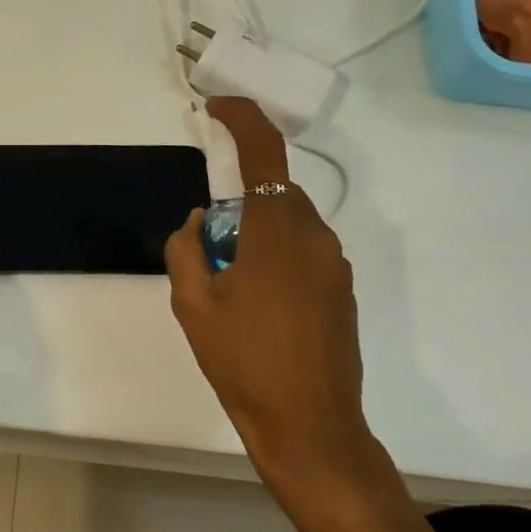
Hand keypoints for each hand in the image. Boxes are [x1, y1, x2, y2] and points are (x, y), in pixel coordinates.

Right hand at [163, 98, 403, 521]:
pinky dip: (275, 262)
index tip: (215, 108)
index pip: (264, 152)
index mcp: (277, 230)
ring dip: (256, 239)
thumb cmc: (242, 360)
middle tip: (207, 256)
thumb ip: (187, 249)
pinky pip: (302, 255)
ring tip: (231, 294)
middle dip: (237, 208)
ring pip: (288, 227)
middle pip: (273, 194)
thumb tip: (201, 223)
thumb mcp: (192, 303)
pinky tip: (259, 312)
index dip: (241, 118)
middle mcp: (315, 236)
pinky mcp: (343, 292)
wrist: (308, 424)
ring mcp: (335, 266)